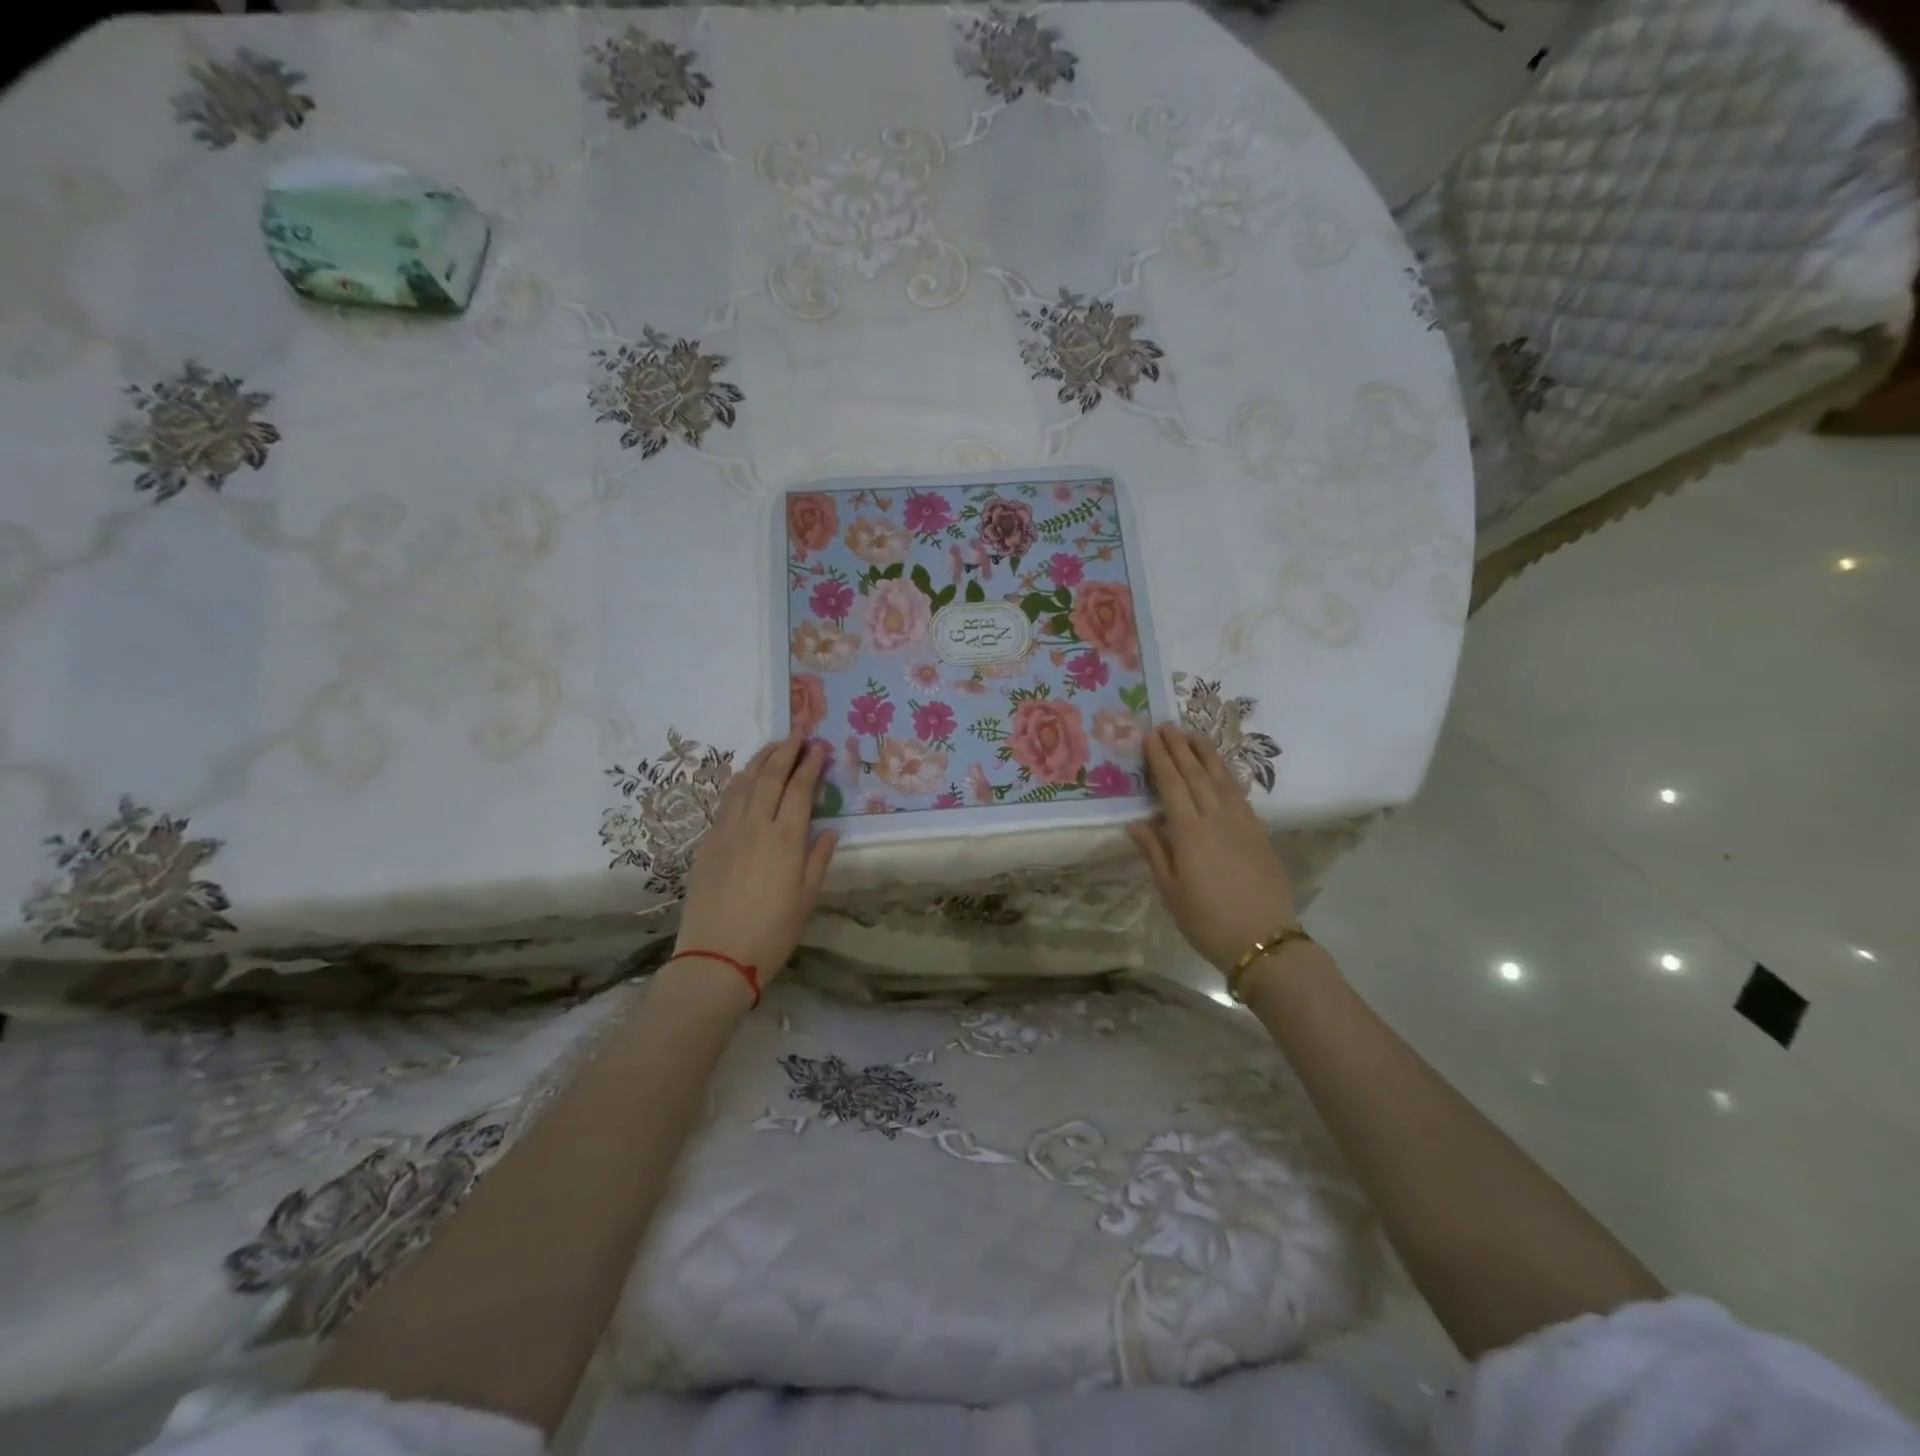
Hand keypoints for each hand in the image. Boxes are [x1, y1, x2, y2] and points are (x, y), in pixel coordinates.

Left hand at [674, 733, 838, 985]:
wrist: (716, 958)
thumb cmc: (771, 933)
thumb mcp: (806, 899)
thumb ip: (818, 859)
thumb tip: (828, 830)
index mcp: (785, 839)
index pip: (799, 789)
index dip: (810, 765)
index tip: (819, 746)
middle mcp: (755, 826)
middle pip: (770, 777)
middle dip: (786, 750)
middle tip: (798, 731)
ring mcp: (726, 831)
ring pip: (743, 783)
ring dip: (760, 760)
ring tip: (774, 745)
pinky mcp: (707, 843)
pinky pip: (726, 801)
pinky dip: (739, 781)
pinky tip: (746, 778)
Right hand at [1128, 723, 1298, 973]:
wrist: (1264, 940)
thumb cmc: (1208, 921)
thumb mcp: (1171, 891)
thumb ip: (1155, 852)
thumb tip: (1136, 822)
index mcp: (1190, 833)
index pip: (1172, 785)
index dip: (1161, 759)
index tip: (1150, 736)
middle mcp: (1216, 818)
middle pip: (1196, 774)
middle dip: (1180, 748)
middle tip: (1167, 725)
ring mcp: (1242, 823)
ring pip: (1222, 778)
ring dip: (1206, 754)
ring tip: (1193, 734)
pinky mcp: (1260, 832)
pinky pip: (1240, 793)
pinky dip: (1227, 775)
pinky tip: (1222, 769)